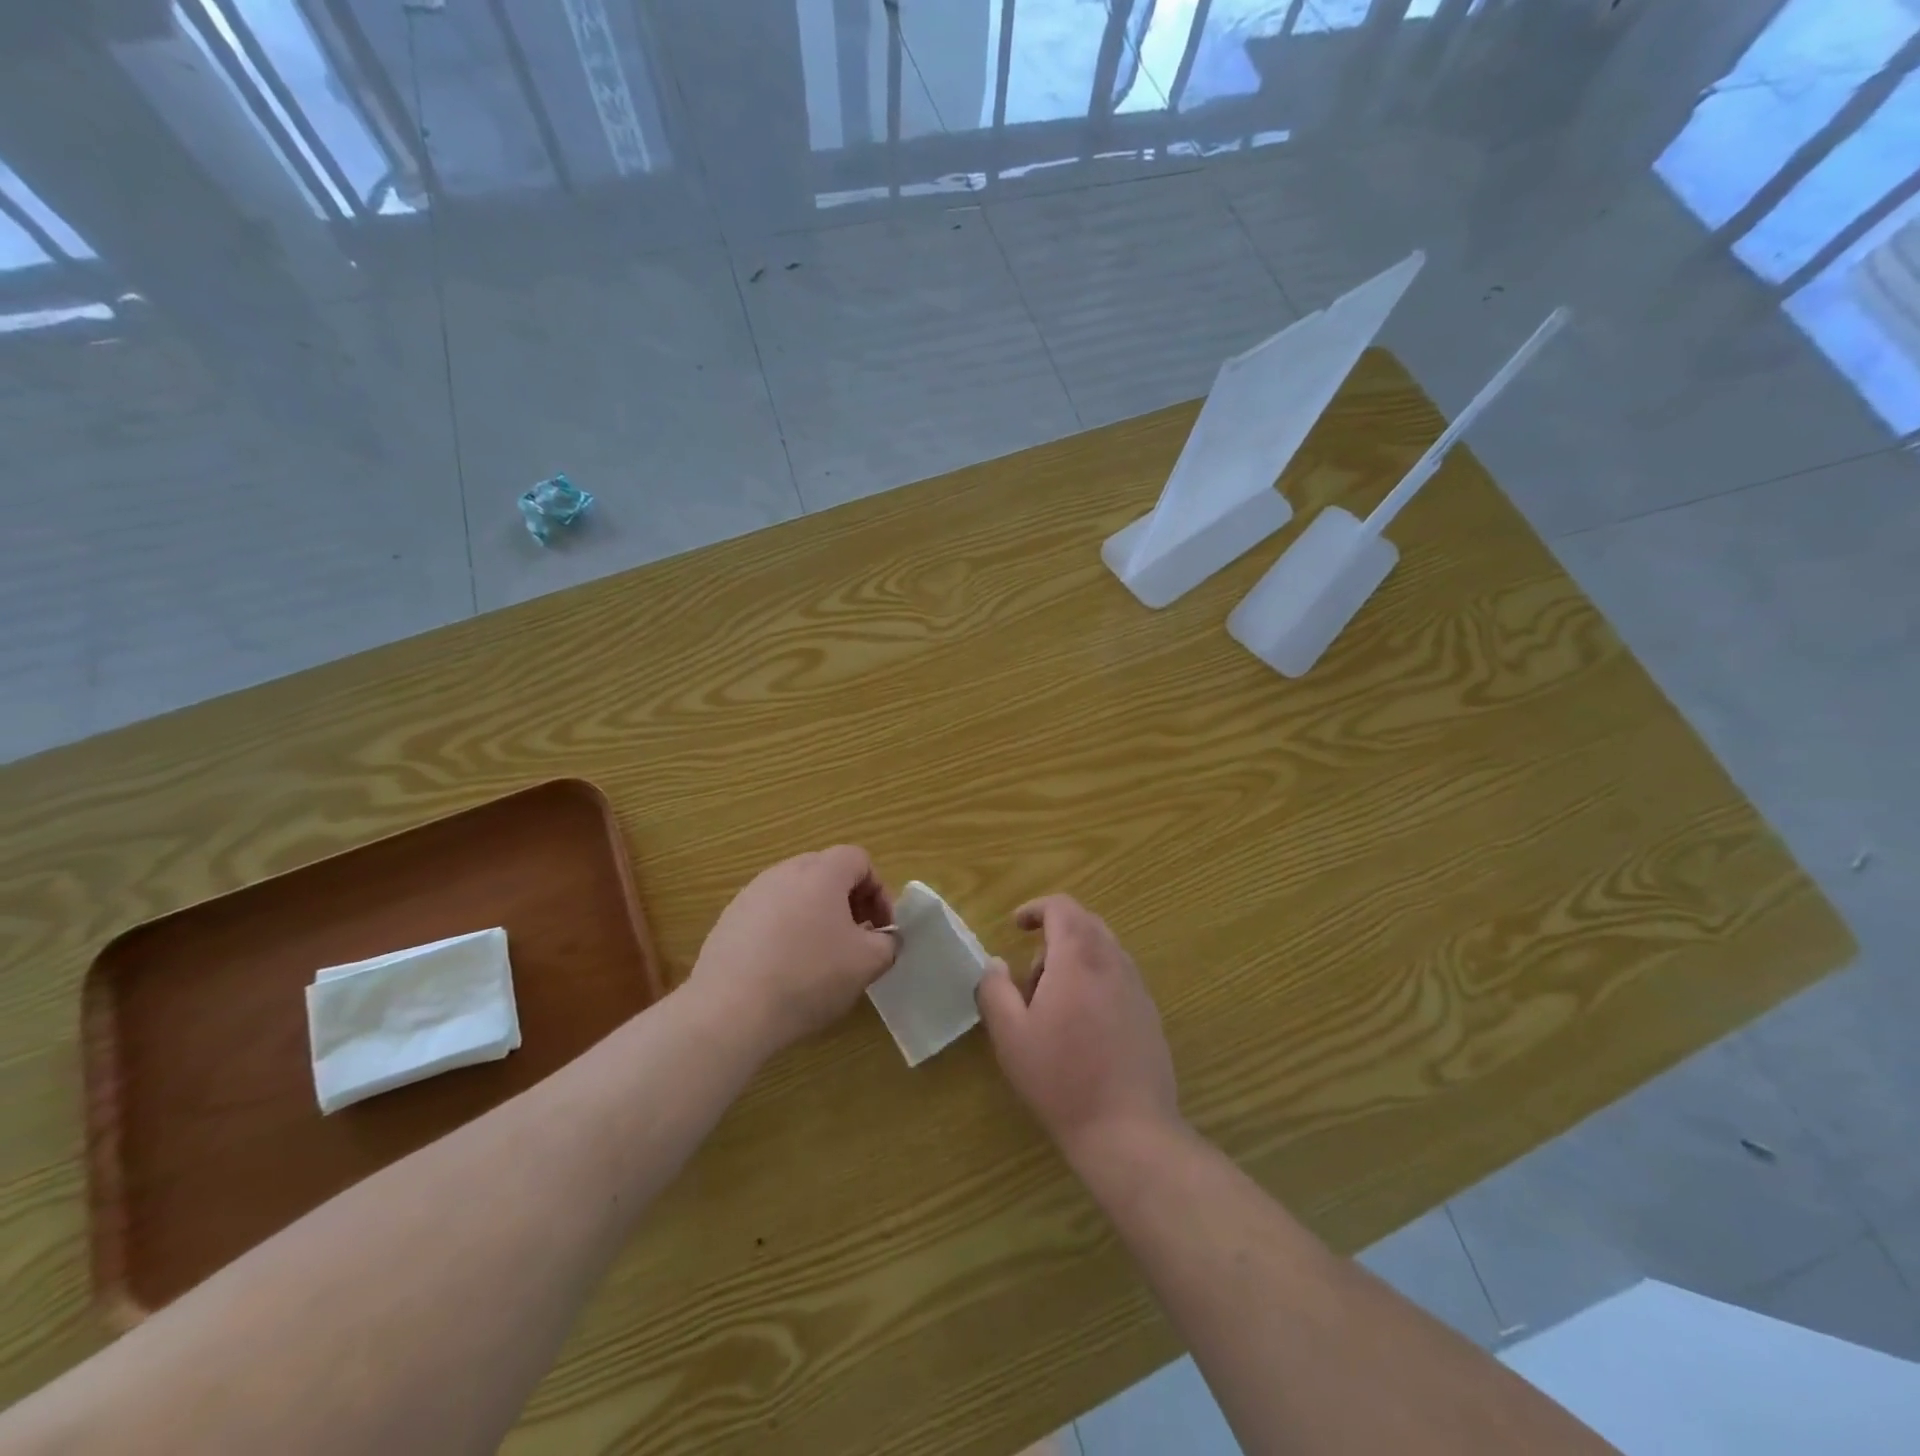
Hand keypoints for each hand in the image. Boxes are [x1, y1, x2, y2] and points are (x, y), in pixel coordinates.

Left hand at [690, 846, 897, 1055]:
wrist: (730, 1009)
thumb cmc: (809, 976)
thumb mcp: (867, 963)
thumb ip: (888, 943)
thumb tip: (885, 939)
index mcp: (822, 872)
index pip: (859, 860)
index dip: (878, 891)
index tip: (881, 928)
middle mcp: (785, 872)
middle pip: (826, 872)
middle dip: (848, 901)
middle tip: (856, 938)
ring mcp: (751, 894)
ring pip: (796, 893)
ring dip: (816, 915)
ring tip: (819, 956)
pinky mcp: (729, 920)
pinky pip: (769, 914)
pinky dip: (785, 931)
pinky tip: (784, 968)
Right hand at [976, 895, 1180, 1163]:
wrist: (1128, 1130)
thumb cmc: (1061, 1078)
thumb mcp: (1010, 1035)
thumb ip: (995, 990)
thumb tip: (996, 963)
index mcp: (1078, 957)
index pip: (1062, 907)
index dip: (1036, 909)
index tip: (1015, 926)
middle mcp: (1113, 962)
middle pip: (1085, 923)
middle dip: (1054, 936)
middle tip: (1031, 977)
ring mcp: (1137, 987)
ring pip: (1104, 950)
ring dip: (1075, 960)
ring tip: (1054, 1006)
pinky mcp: (1150, 1013)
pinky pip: (1118, 976)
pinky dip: (1095, 980)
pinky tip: (1083, 1027)